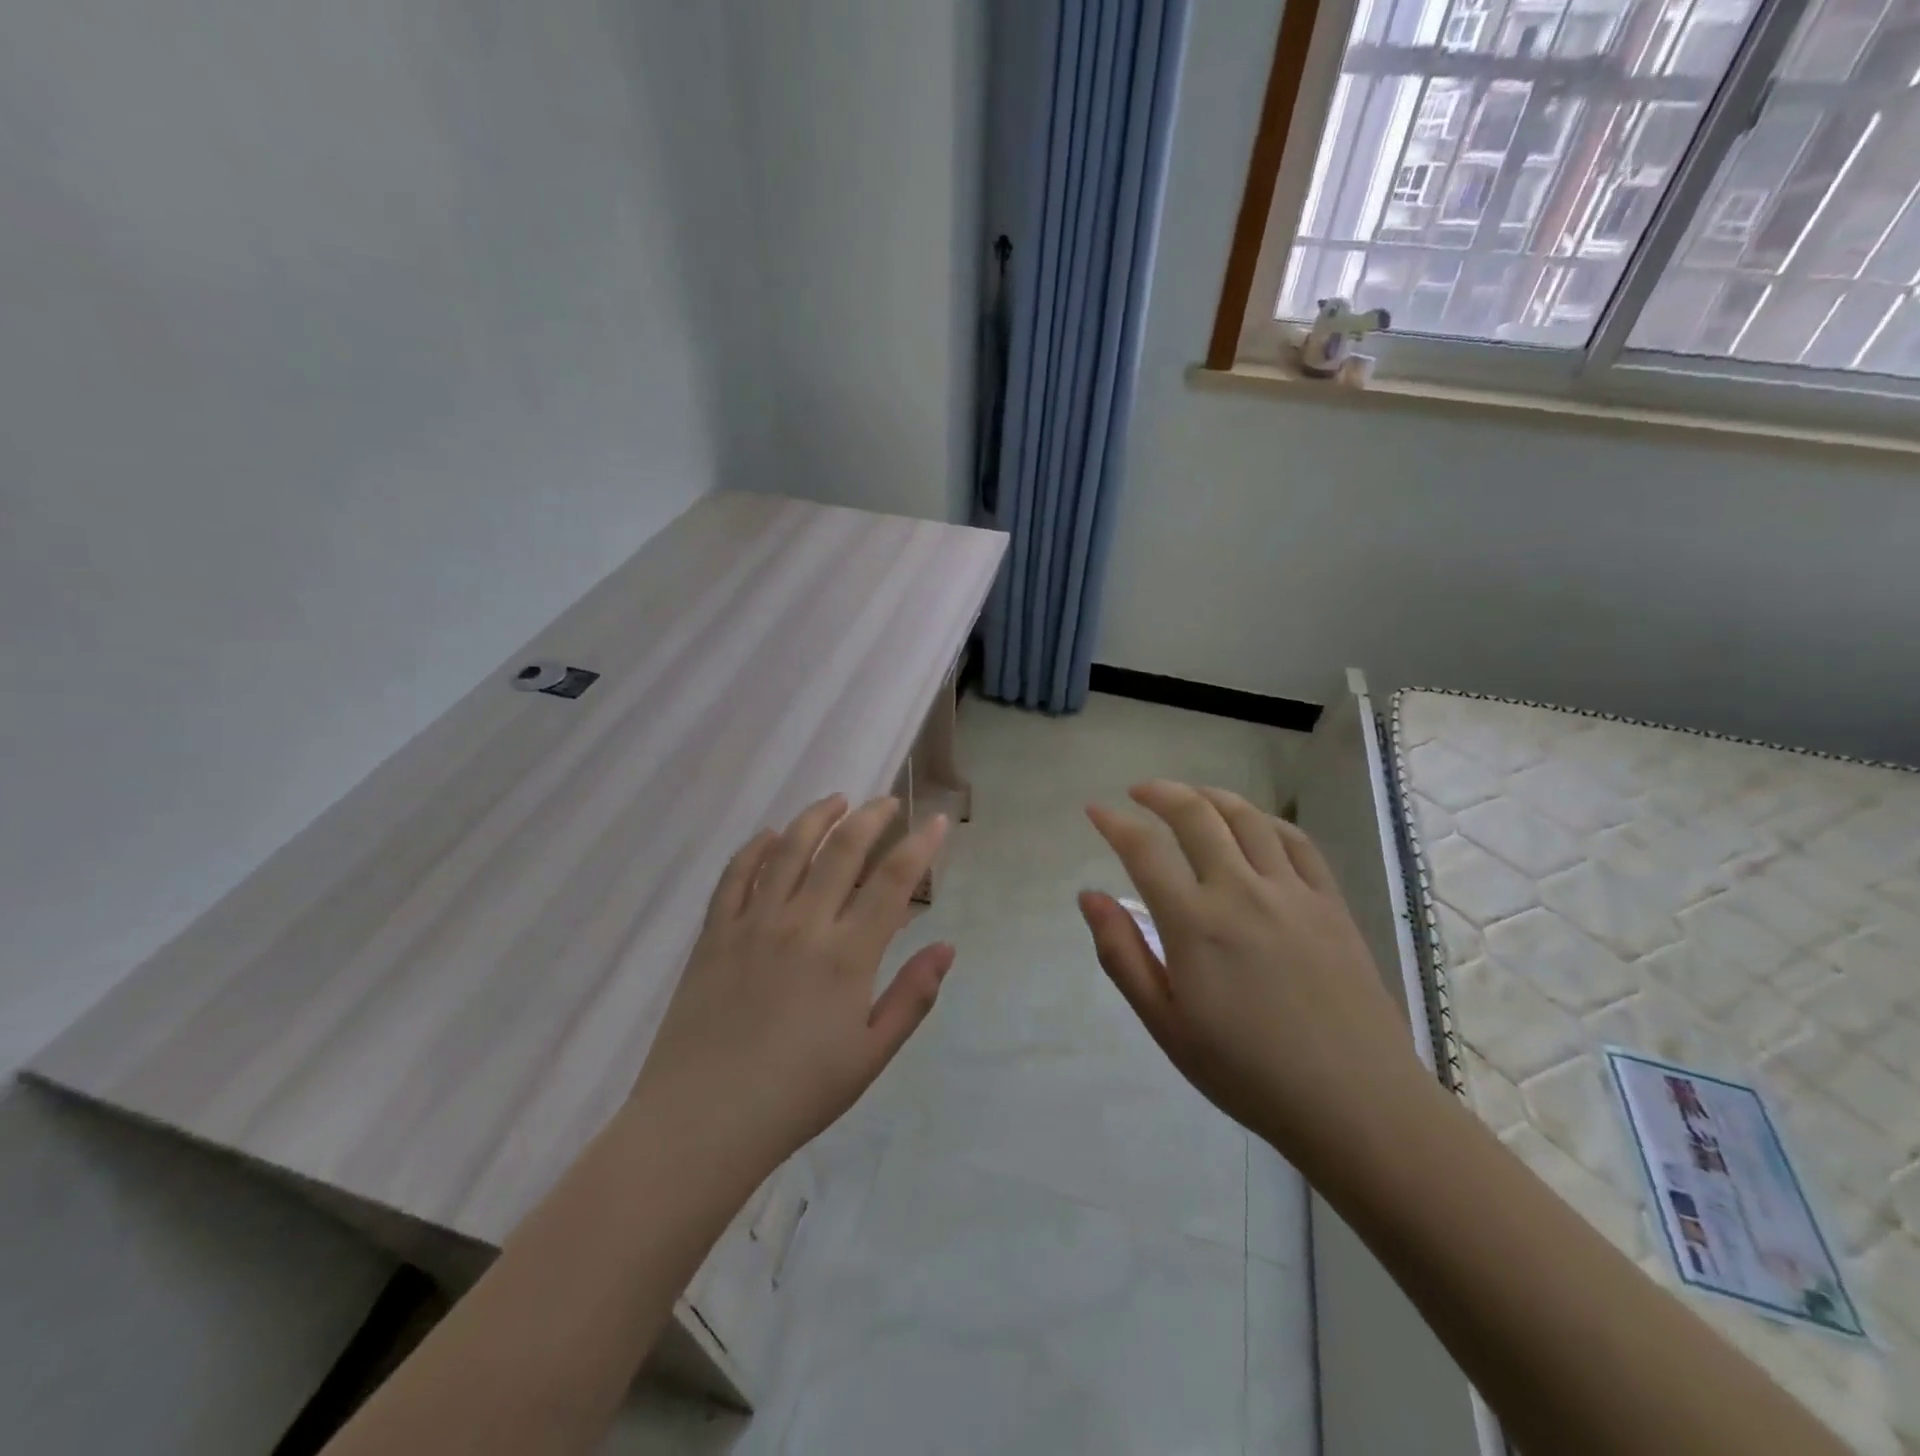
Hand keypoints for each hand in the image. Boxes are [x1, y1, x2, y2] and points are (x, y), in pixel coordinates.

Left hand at [631, 794, 952, 1175]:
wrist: (703, 1122)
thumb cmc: (797, 1095)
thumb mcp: (870, 1056)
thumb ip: (912, 997)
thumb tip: (947, 947)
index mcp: (847, 955)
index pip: (894, 881)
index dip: (921, 845)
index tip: (938, 821)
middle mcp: (802, 924)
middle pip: (843, 849)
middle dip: (872, 817)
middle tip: (887, 802)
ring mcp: (752, 923)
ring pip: (788, 848)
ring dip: (817, 817)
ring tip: (836, 800)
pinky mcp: (714, 933)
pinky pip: (734, 874)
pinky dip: (755, 847)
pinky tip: (770, 835)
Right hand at [1078, 781, 1421, 1163]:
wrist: (1356, 1103)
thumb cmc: (1246, 1072)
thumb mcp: (1166, 1024)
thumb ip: (1122, 954)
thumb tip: (1089, 896)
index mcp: (1195, 923)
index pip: (1144, 850)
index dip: (1114, 823)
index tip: (1095, 810)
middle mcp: (1241, 891)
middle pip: (1196, 815)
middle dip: (1160, 793)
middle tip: (1139, 792)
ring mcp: (1292, 892)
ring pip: (1246, 818)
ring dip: (1210, 795)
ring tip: (1190, 796)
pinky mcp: (1330, 902)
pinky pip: (1296, 841)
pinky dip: (1265, 820)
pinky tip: (1253, 823)